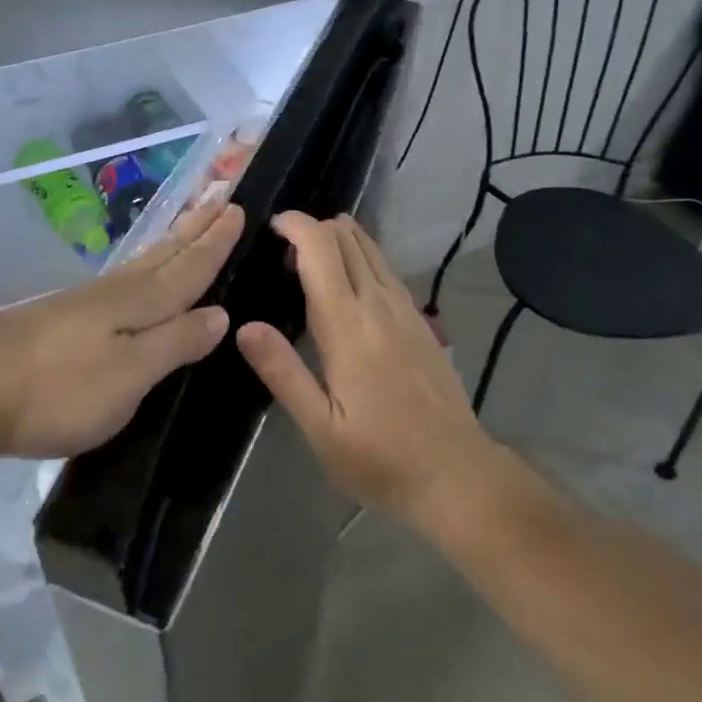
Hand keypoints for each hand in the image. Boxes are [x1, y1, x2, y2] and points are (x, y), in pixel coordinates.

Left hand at [0, 201, 244, 459]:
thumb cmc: (60, 388)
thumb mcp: (129, 374)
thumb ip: (175, 342)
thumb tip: (219, 313)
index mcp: (138, 303)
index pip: (189, 268)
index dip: (215, 243)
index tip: (238, 209)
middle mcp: (115, 292)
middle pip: (165, 256)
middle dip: (196, 229)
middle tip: (221, 198)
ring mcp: (84, 302)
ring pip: (142, 264)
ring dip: (170, 242)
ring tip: (189, 223)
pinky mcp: (60, 317)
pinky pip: (120, 279)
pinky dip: (141, 267)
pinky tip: (136, 273)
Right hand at [236, 212, 493, 524]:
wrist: (457, 476)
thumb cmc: (380, 458)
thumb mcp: (320, 427)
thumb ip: (283, 372)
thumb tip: (244, 326)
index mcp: (348, 325)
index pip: (322, 250)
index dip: (297, 225)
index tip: (272, 226)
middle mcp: (379, 305)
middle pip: (348, 240)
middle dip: (314, 228)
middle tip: (283, 248)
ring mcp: (406, 310)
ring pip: (372, 250)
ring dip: (340, 238)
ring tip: (310, 255)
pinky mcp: (421, 322)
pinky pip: (387, 269)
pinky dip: (362, 256)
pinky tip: (351, 278)